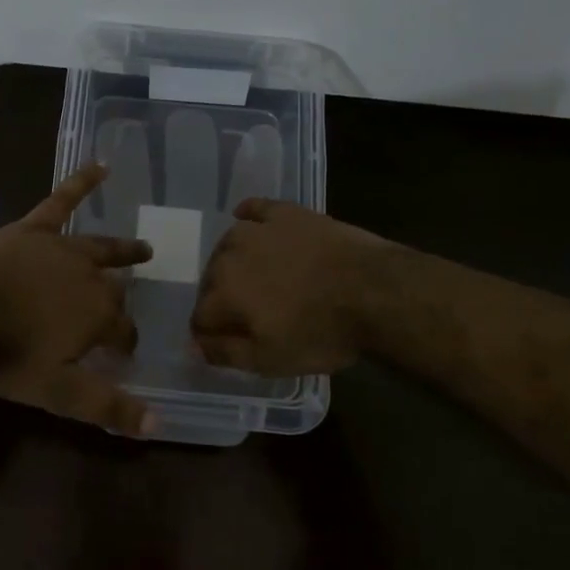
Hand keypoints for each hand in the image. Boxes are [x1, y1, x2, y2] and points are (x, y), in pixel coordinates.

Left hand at [0, 163, 156, 434]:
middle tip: (131, 301)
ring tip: (142, 249)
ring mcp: (61, 248)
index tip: (123, 353)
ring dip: (122, 249)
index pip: (124, 330)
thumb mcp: (59, 391)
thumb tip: (156, 427)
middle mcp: (89, 276)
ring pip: (100, 247)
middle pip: (113, 288)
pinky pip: (62, 200)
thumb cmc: (8, 356)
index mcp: (98, 314)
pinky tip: (101, 165)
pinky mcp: (33, 229)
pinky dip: (82, 182)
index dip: (125, 343)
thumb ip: (107, 406)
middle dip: (123, 297)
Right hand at [190, 200, 393, 374]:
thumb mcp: (271, 360)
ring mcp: (258, 229)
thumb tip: (195, 346)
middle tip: (245, 314)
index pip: (199, 316)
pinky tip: (247, 220)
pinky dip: (247, 216)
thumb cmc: (322, 332)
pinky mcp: (285, 212)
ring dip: (230, 262)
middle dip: (219, 297)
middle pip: (210, 279)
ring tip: (250, 277)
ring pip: (227, 245)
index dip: (208, 333)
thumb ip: (226, 353)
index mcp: (223, 293)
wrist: (374, 291)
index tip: (224, 342)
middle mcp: (230, 255)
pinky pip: (254, 209)